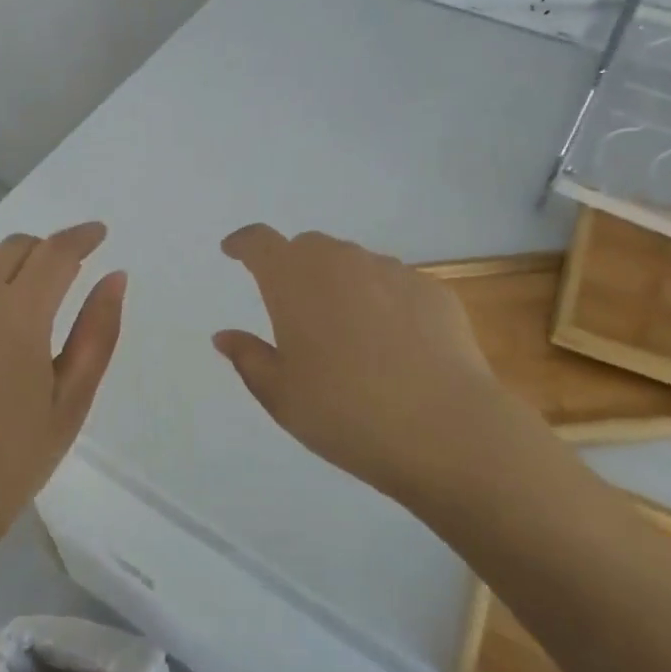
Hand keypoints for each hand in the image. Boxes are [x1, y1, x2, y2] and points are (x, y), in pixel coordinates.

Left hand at [0, 223, 125, 548]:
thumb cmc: (12, 457)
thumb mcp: (72, 400)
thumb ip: (97, 332)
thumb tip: (115, 276)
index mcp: (19, 315)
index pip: (57, 252)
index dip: (82, 237)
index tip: (99, 234)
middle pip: (15, 246)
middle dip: (45, 252)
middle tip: (61, 278)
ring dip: (4, 263)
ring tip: (16, 297)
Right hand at [213, 225, 547, 509]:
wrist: (445, 429)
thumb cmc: (345, 413)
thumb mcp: (281, 396)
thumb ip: (249, 358)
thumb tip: (225, 336)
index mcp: (294, 280)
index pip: (259, 242)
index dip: (243, 243)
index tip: (233, 251)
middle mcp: (340, 262)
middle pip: (308, 247)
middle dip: (293, 266)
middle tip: (294, 307)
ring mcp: (391, 271)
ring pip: (354, 263)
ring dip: (341, 284)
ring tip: (349, 333)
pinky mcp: (432, 289)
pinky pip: (394, 284)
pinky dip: (383, 301)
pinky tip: (395, 344)